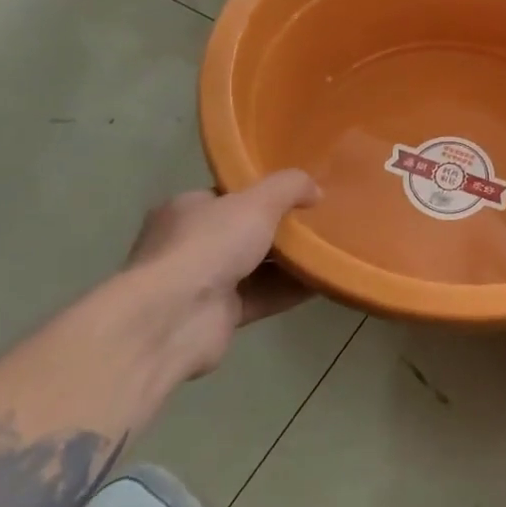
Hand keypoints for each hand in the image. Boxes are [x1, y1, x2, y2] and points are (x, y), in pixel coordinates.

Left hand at [122, 171, 319, 377]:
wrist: (174, 319)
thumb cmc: (208, 246)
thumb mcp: (257, 201)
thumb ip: (289, 187)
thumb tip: (316, 191)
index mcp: (186, 210)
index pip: (229, 196)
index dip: (264, 193)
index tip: (300, 194)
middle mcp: (190, 245)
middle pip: (245, 232)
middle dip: (281, 229)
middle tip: (320, 222)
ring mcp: (202, 283)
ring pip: (256, 267)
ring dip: (291, 262)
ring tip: (331, 250)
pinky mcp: (219, 317)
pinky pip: (263, 297)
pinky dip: (291, 290)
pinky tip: (324, 281)